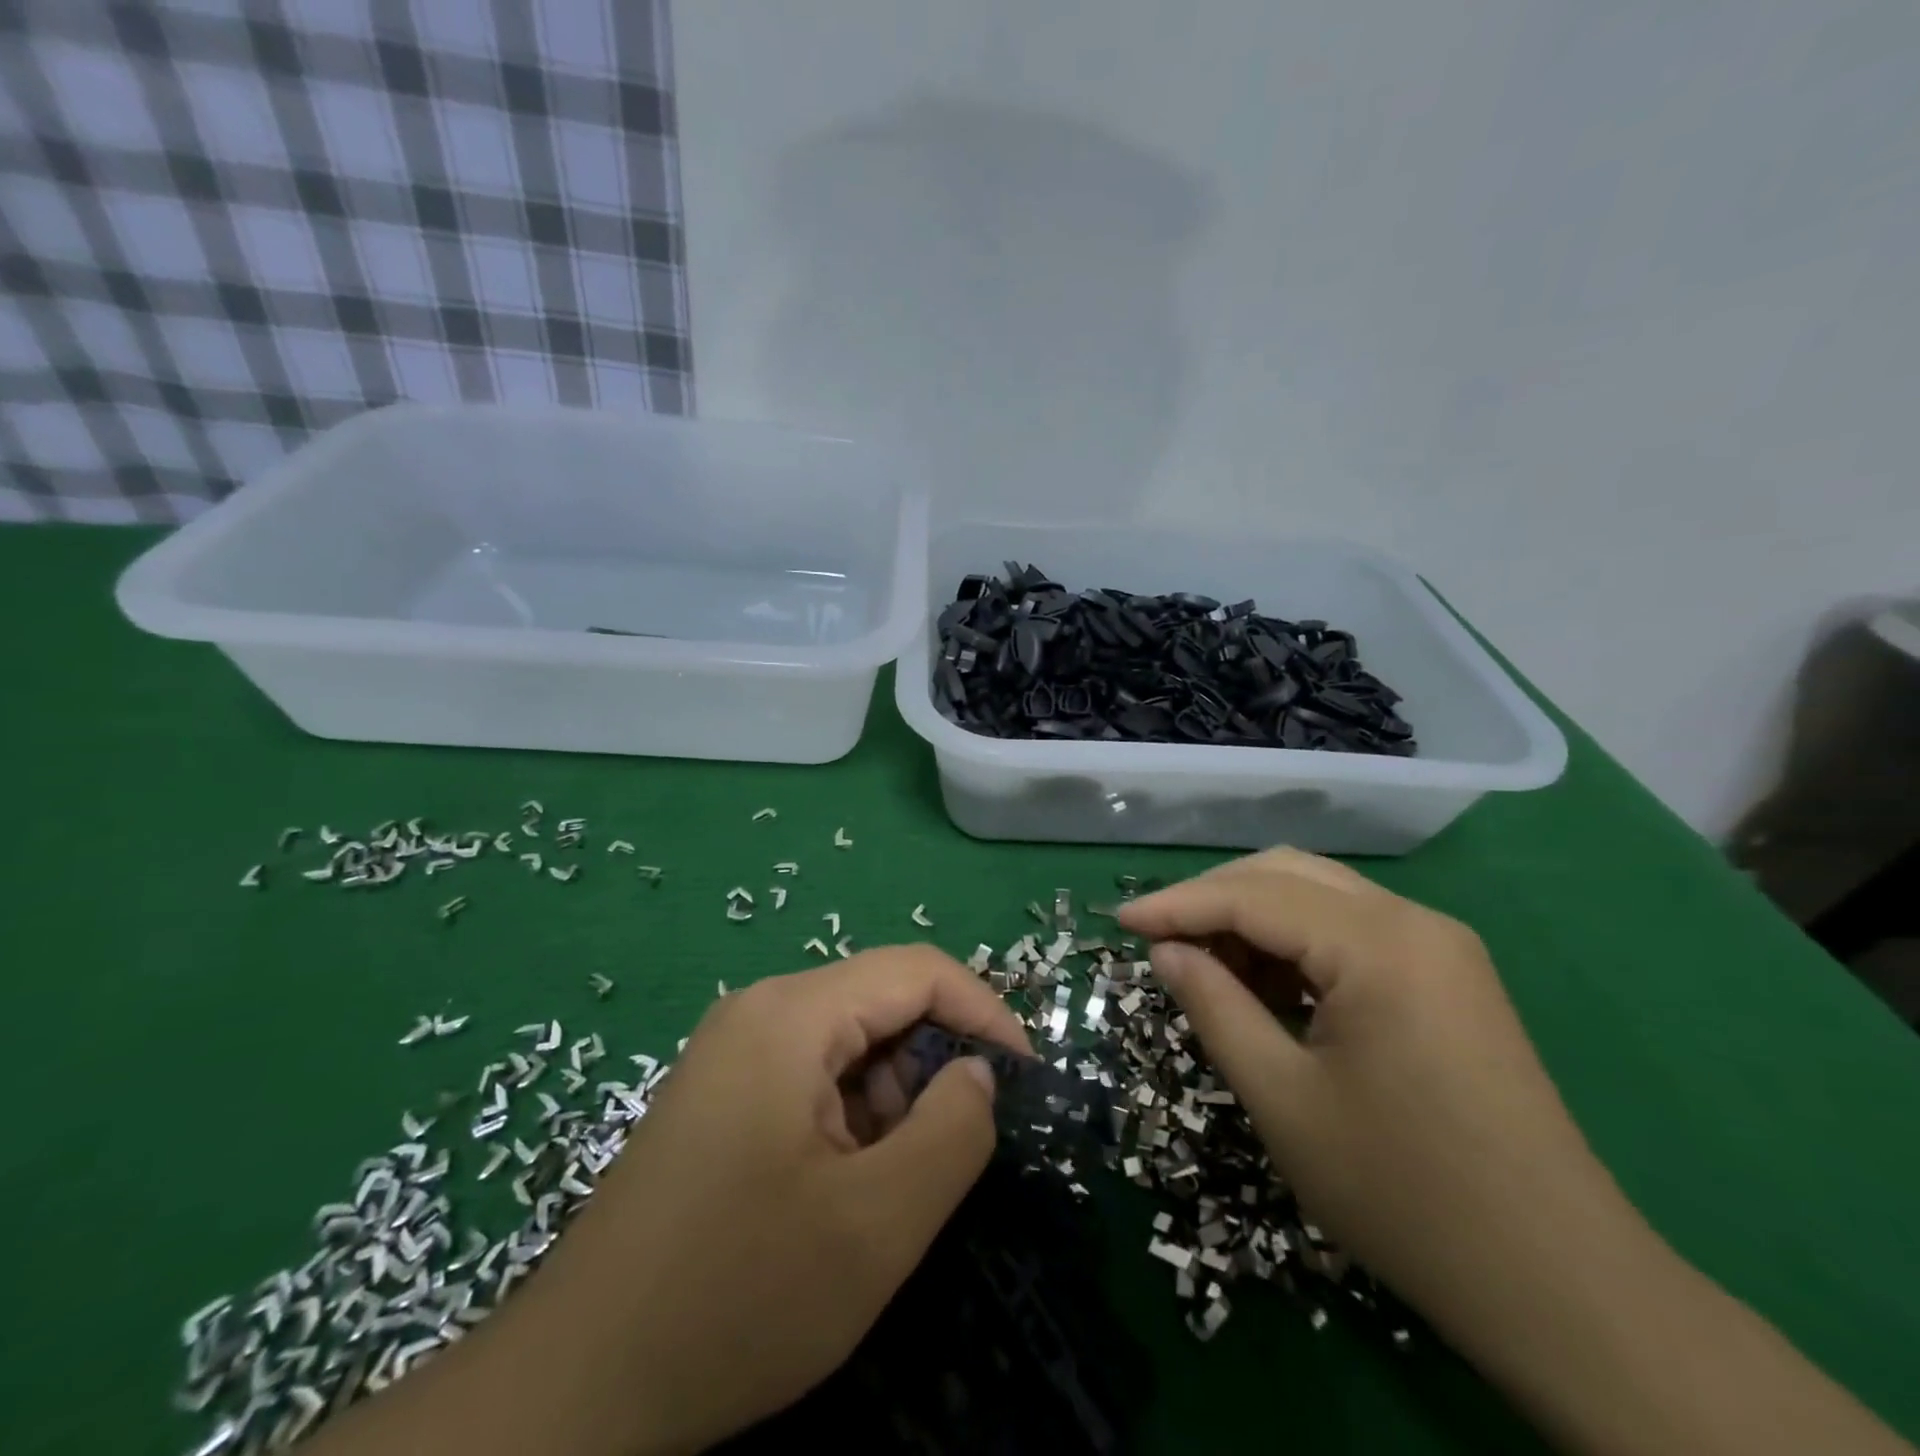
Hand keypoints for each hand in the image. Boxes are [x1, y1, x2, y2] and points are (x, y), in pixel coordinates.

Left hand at [308, 946, 1030, 1455]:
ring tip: (882, 1190)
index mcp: (791, 1015)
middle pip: (882, 1003)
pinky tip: (834, 1191)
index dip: (984, 1014)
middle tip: (947, 1157)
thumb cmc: (735, 1297)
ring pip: (850, 1042)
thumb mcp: (875, 1226)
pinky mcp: (721, 1091)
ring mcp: (733, 1050)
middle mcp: (759, 1011)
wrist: (575, 1389)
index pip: (918, 970)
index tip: (1024, 1082)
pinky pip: (812, 1074)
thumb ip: (953, 1132)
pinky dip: (850, 1118)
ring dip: (890, 1100)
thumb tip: (979, 1073)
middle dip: (931, 1067)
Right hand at [1116, 847, 1621, 1317]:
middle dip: (1212, 898)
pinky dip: (1294, 941)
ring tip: (1204, 965)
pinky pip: (1350, 928)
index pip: (1252, 895)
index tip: (1120, 924)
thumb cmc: (1404, 1193)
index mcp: (1378, 945)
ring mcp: (1439, 945)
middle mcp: (1413, 922)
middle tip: (1158, 941)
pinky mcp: (1447, 975)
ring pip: (1318, 894)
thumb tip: (1165, 951)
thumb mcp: (1283, 1099)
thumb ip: (1214, 1007)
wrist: (1560, 1284)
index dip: (1177, 905)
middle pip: (1285, 874)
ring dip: (1252, 917)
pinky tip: (1264, 983)